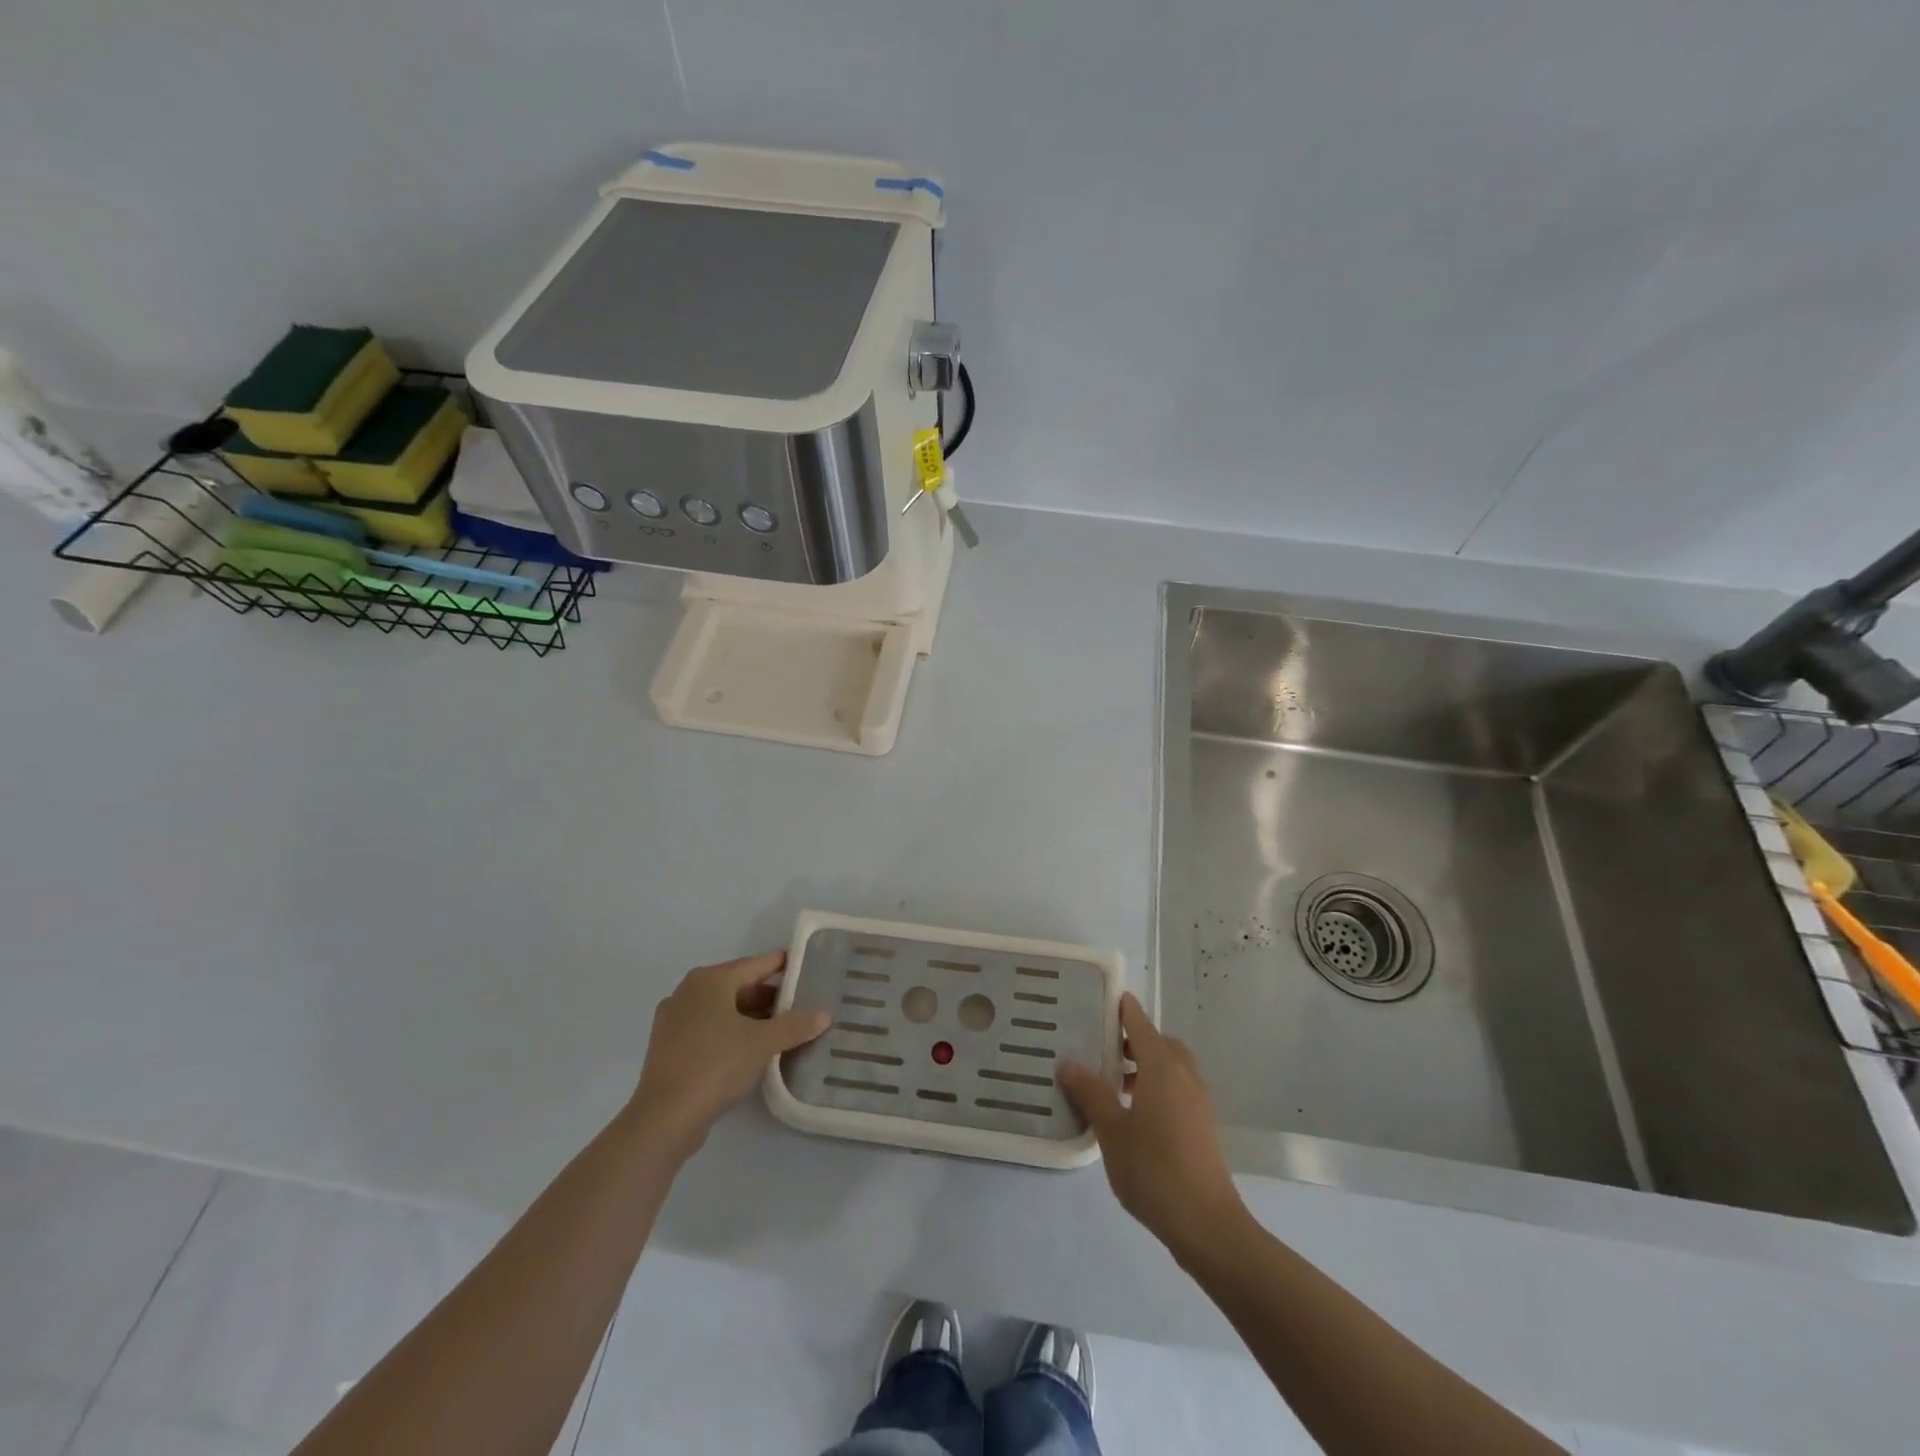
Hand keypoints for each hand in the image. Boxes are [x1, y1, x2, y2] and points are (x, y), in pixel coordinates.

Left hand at [629, 952, 827, 1157]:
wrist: (664, 1118)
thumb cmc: (715, 1066)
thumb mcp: (763, 1043)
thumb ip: (795, 1025)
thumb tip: (824, 1015)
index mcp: (710, 980)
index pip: (756, 964)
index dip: (783, 965)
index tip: (806, 967)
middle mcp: (688, 991)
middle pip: (738, 986)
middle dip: (768, 997)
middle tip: (799, 1006)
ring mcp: (674, 1019)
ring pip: (722, 1009)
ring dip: (750, 1017)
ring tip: (780, 1031)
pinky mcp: (668, 1047)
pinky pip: (708, 1029)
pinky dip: (730, 1033)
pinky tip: (749, 1050)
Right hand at [1059, 993, 1245, 1252]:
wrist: (1208, 1225)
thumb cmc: (1154, 1170)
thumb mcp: (1112, 1131)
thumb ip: (1091, 1093)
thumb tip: (1069, 1063)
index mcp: (1163, 1068)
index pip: (1141, 1024)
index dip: (1124, 1009)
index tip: (1103, 999)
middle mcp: (1185, 1075)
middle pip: (1160, 1043)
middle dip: (1134, 1040)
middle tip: (1103, 1049)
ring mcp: (1198, 1101)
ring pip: (1171, 1067)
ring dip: (1146, 1066)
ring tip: (1114, 1085)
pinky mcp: (1203, 1125)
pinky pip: (1178, 1088)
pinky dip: (1158, 1086)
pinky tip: (1135, 1115)